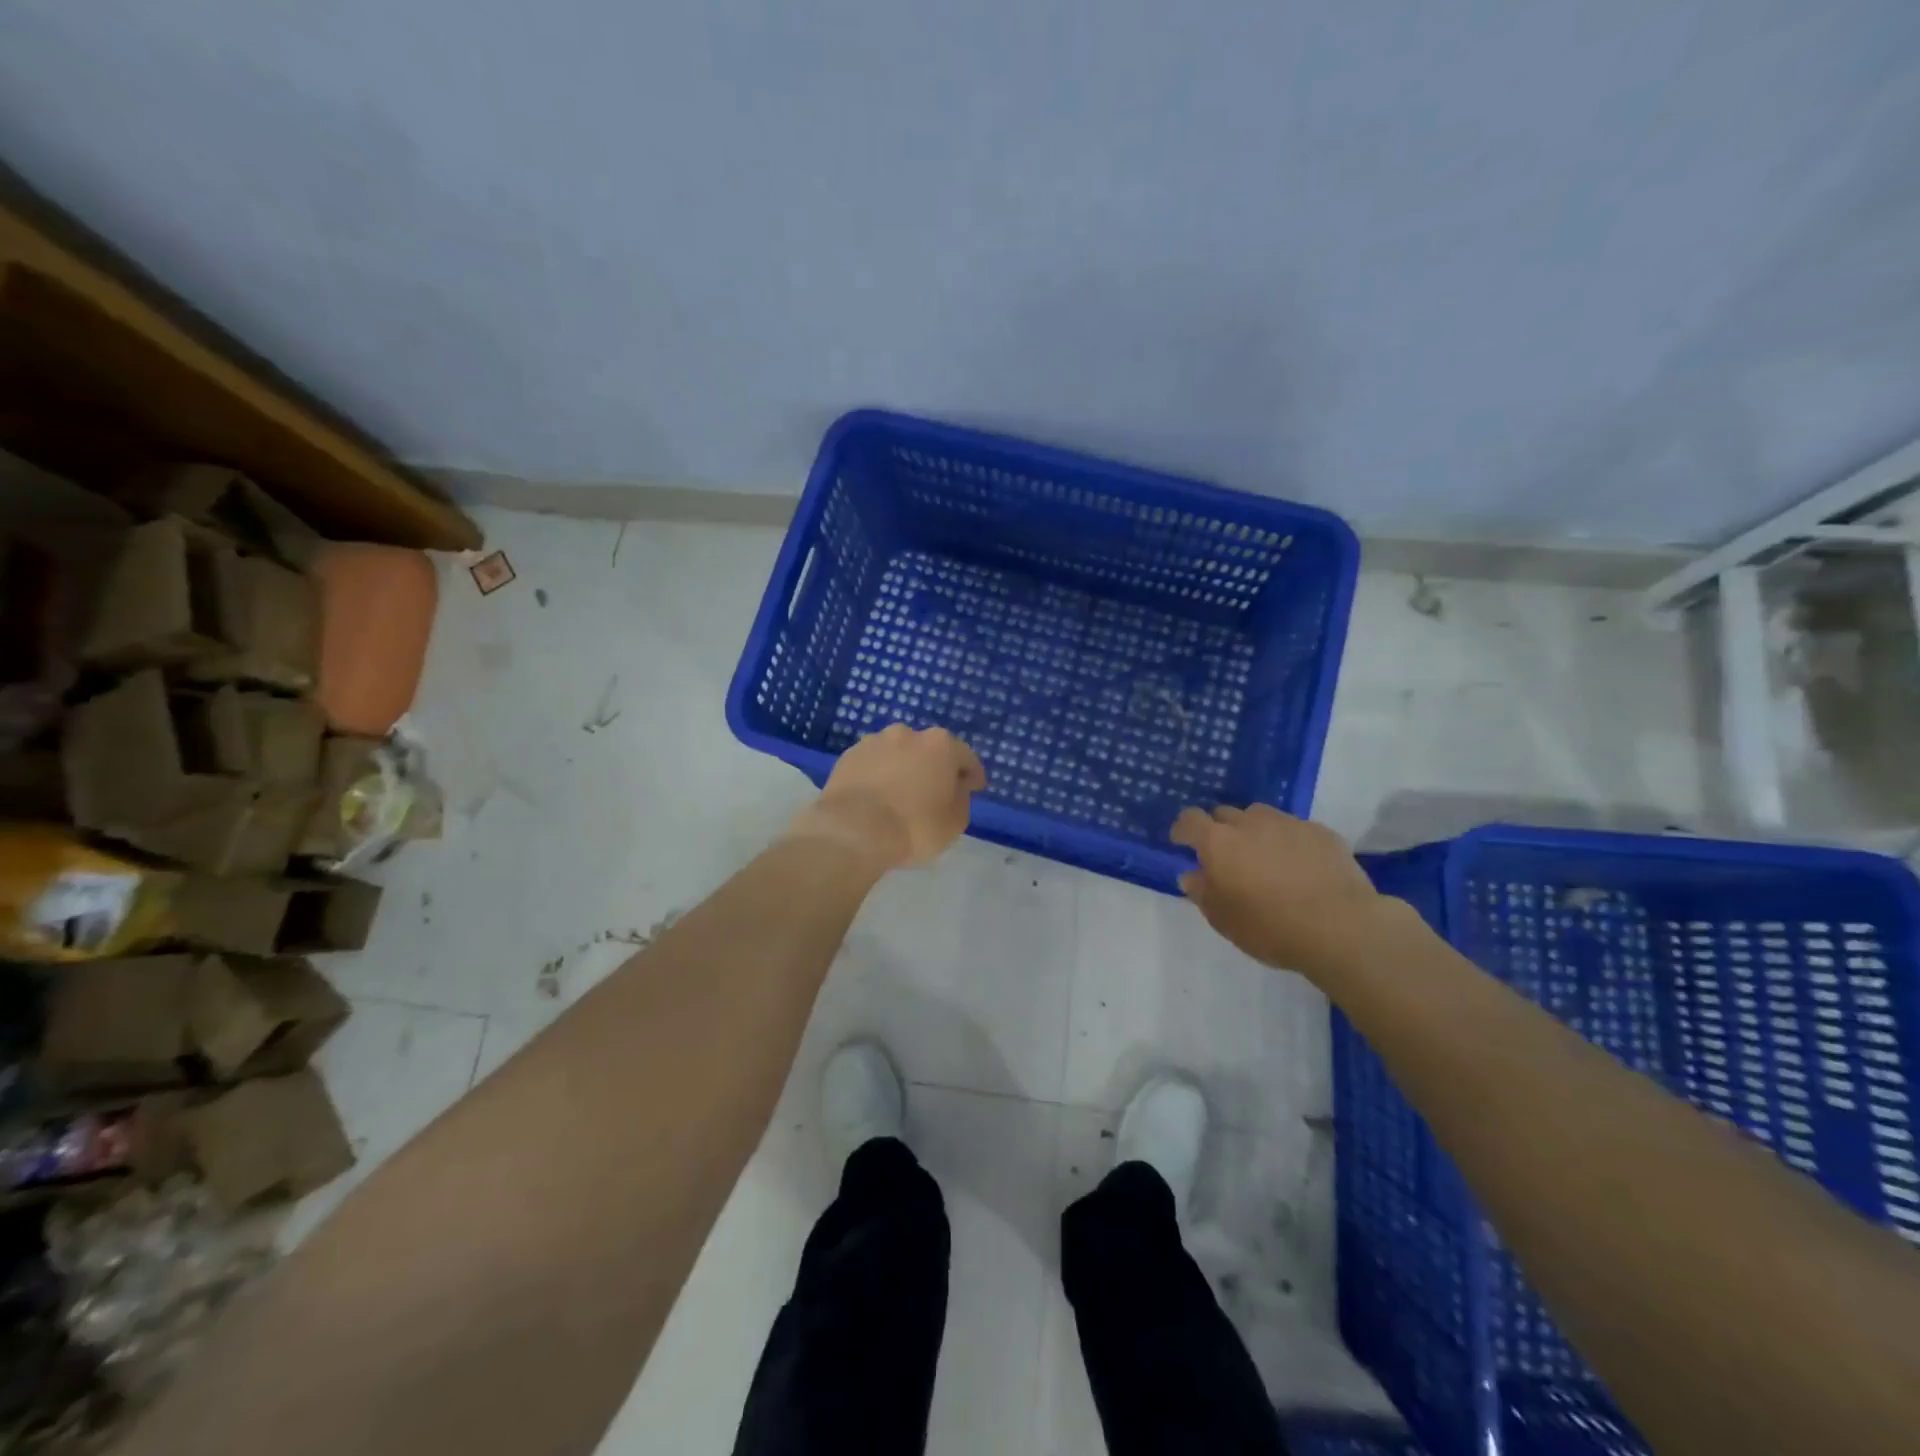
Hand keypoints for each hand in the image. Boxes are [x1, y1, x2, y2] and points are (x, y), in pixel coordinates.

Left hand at [788, 724, 986, 872]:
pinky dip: (878, 775)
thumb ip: (961, 798)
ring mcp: (874, 742)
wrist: (852, 831)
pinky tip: (876, 796)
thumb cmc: (914, 827)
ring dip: (903, 768)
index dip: (972, 774)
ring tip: (901, 794)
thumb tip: (955, 788)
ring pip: (897, 753)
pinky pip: (872, 764)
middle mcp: (908, 734)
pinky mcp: (848, 756)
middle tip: (935, 791)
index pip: (965, 757)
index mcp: (940, 745)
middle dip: (934, 767)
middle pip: (929, 750)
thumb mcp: (954, 822)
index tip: (974, 788)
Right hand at [1172, 804, 1381, 977]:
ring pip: (1260, 816)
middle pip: (1225, 814)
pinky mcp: (1320, 832)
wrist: (1342, 928)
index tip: (1182, 844)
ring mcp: (1288, 823)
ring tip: (1264, 857)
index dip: (1183, 830)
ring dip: (1254, 831)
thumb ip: (1202, 892)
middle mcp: (1250, 823)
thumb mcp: (1223, 920)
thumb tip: (1192, 874)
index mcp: (1219, 842)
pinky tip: (1299, 866)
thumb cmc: (1271, 928)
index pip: (1190, 820)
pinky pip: (1294, 829)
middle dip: (1220, 830)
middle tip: (1227, 857)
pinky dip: (1288, 841)